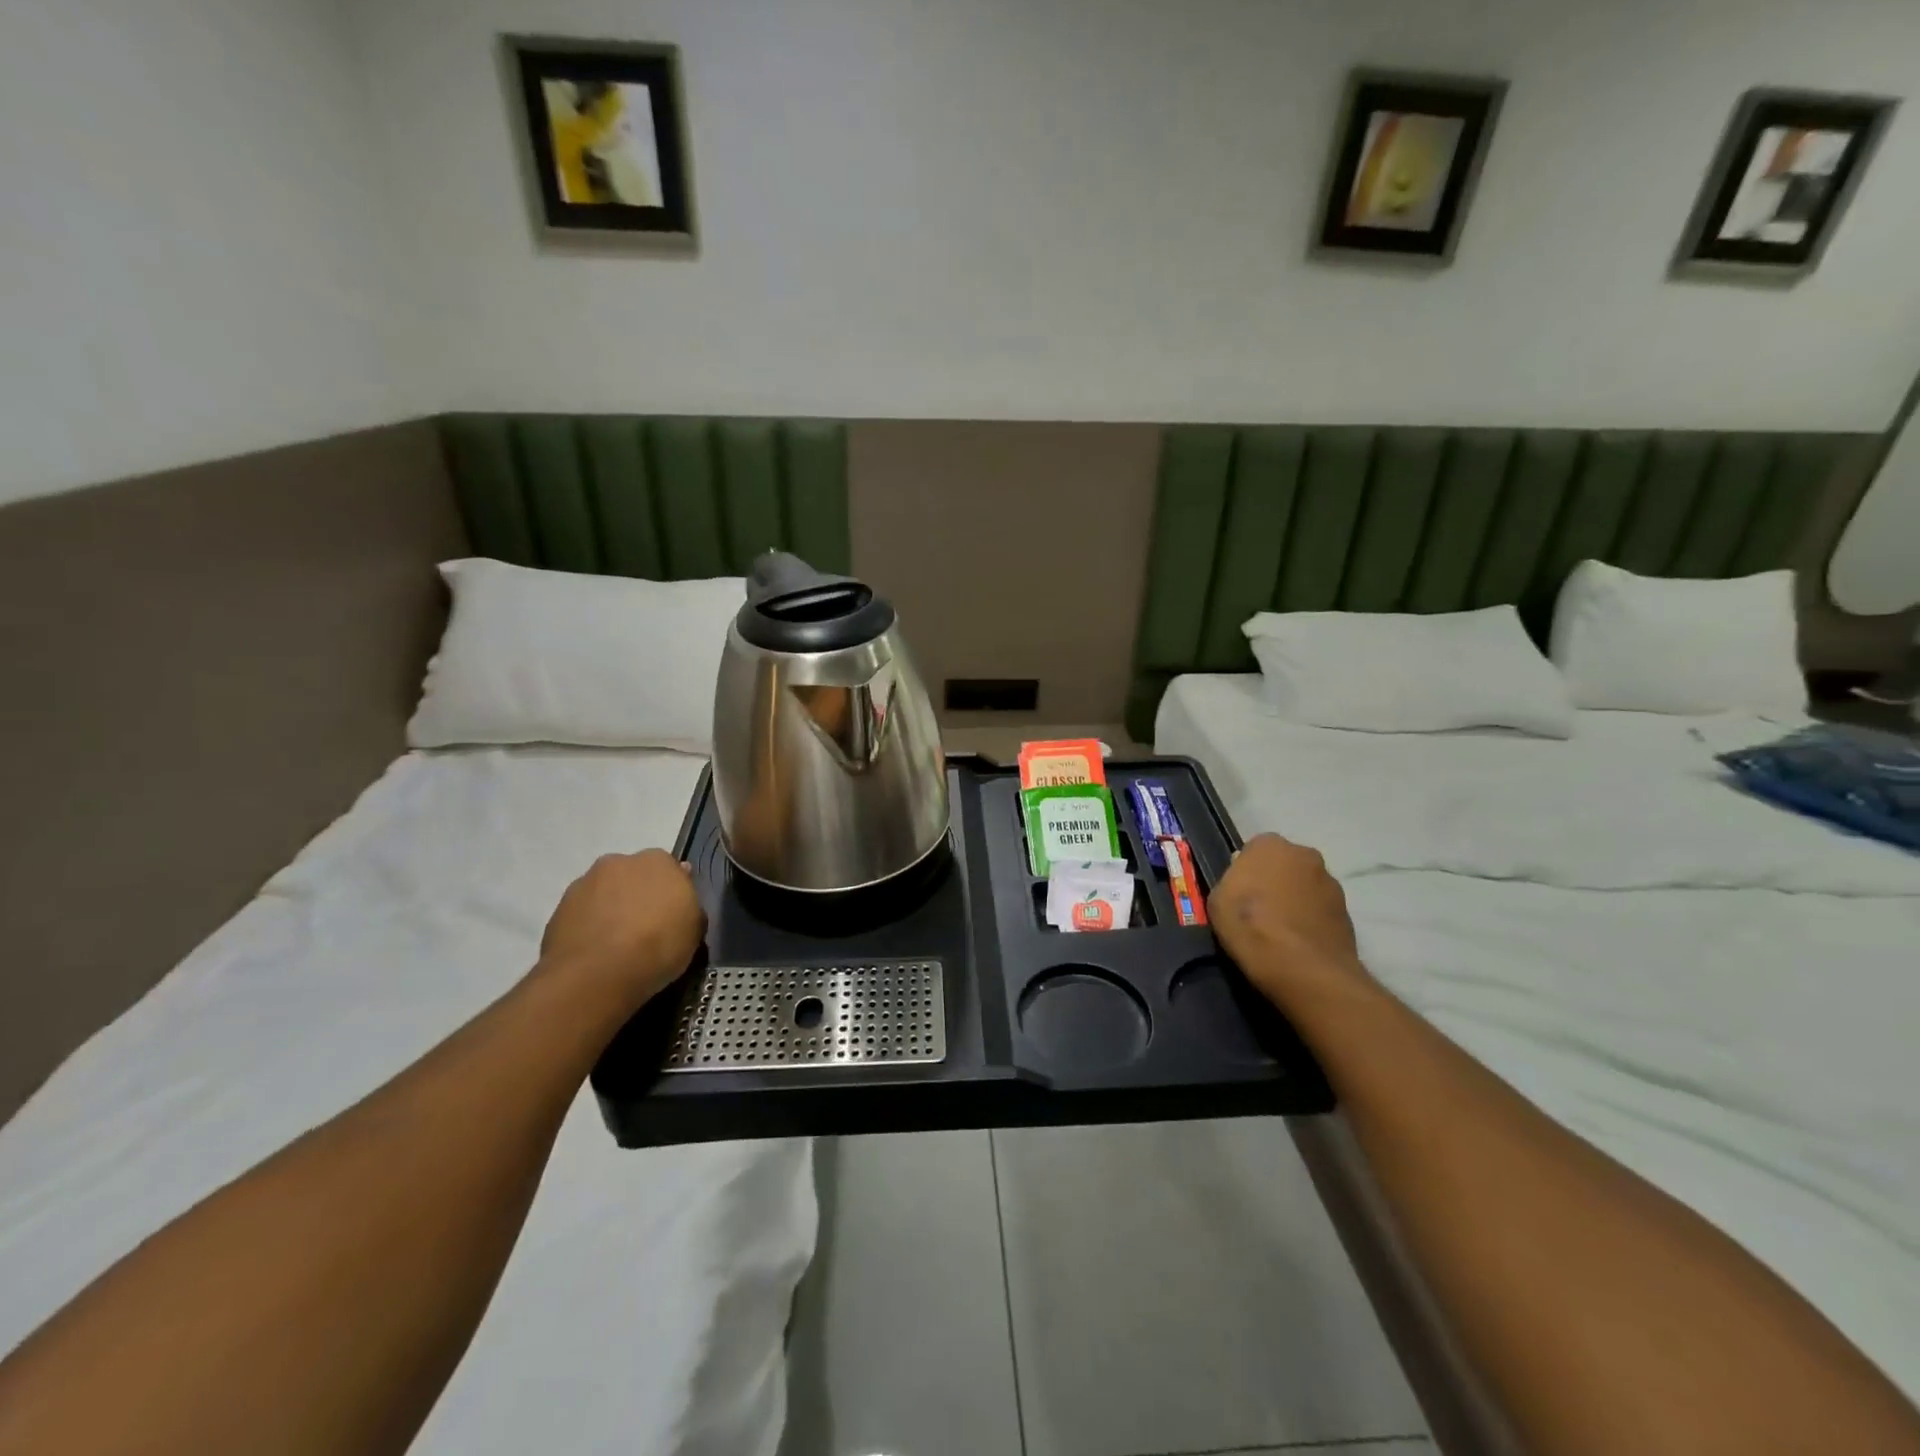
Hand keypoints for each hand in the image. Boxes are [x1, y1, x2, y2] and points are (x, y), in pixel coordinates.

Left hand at [539, 851, 705, 1011]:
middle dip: (639, 894)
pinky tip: (596, 952)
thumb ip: (691, 908)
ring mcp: (585, 883)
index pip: (671, 869)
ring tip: (617, 943)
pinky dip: (590, 926)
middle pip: (634, 876)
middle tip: (645, 927)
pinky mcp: (559, 908)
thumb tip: (684, 902)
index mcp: (658, 860)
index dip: (672, 893)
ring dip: (612, 908)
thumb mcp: (694, 931)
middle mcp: (620, 862)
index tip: (673, 916)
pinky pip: (583, 913)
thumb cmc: (658, 946)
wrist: (597, 974)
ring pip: (605, 892)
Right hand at [1209, 834, 1370, 1010]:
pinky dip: (1311, 921)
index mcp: (1270, 845)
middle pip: (1284, 865)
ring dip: (1295, 901)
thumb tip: (1247, 882)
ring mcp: (1331, 883)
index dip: (1245, 872)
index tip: (1239, 895)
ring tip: (1280, 932)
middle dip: (1275, 881)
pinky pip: (1321, 911)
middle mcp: (1305, 855)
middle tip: (1259, 911)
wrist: (1303, 969)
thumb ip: (1232, 882)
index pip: (1254, 850)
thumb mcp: (1218, 900)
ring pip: (1305, 887)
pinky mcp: (1348, 913)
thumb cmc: (1251, 926)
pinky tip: (1298, 944)